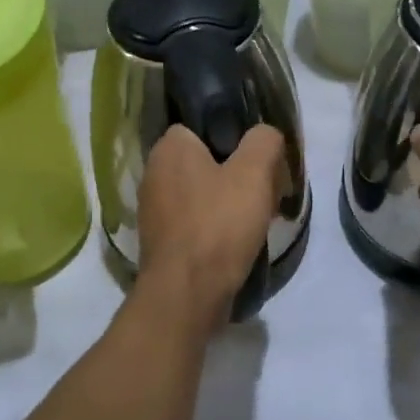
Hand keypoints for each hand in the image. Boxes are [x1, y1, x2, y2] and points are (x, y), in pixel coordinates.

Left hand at [133, 124, 286, 333]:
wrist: (187, 294)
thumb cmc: (219, 224)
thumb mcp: (254, 172)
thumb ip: (264, 141)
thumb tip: (265, 135)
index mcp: (170, 148)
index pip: (204, 125)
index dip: (236, 137)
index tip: (260, 158)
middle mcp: (154, 173)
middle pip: (207, 160)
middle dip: (238, 173)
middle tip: (266, 190)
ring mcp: (154, 210)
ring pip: (202, 192)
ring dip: (229, 202)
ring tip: (257, 219)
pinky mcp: (161, 241)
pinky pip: (195, 221)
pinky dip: (216, 227)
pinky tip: (238, 241)